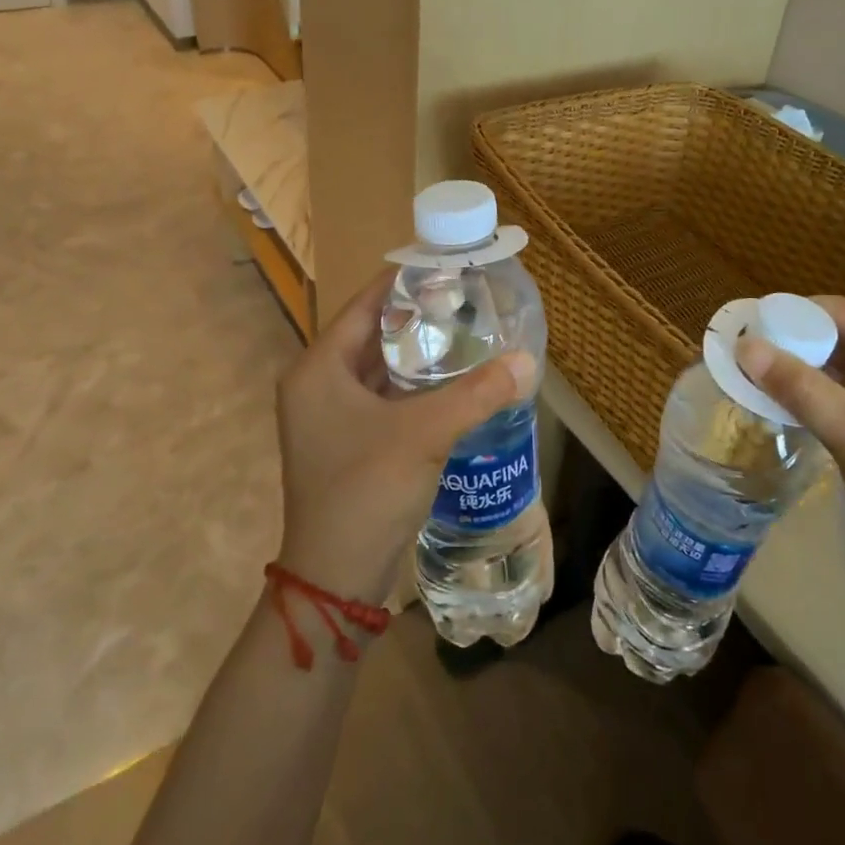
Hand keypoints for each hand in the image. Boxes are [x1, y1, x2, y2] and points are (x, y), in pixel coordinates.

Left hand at [275, 270, 534, 605]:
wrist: (335, 579)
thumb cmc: (366, 490)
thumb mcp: (424, 434)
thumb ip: (476, 393)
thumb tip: (527, 361)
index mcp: (318, 369)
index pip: (363, 306)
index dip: (402, 283)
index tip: (444, 265)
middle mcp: (317, 385)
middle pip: (371, 335)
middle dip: (416, 317)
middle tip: (464, 298)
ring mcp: (330, 418)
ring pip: (378, 369)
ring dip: (416, 353)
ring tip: (464, 331)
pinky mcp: (347, 443)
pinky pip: (383, 398)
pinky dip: (413, 386)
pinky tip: (451, 381)